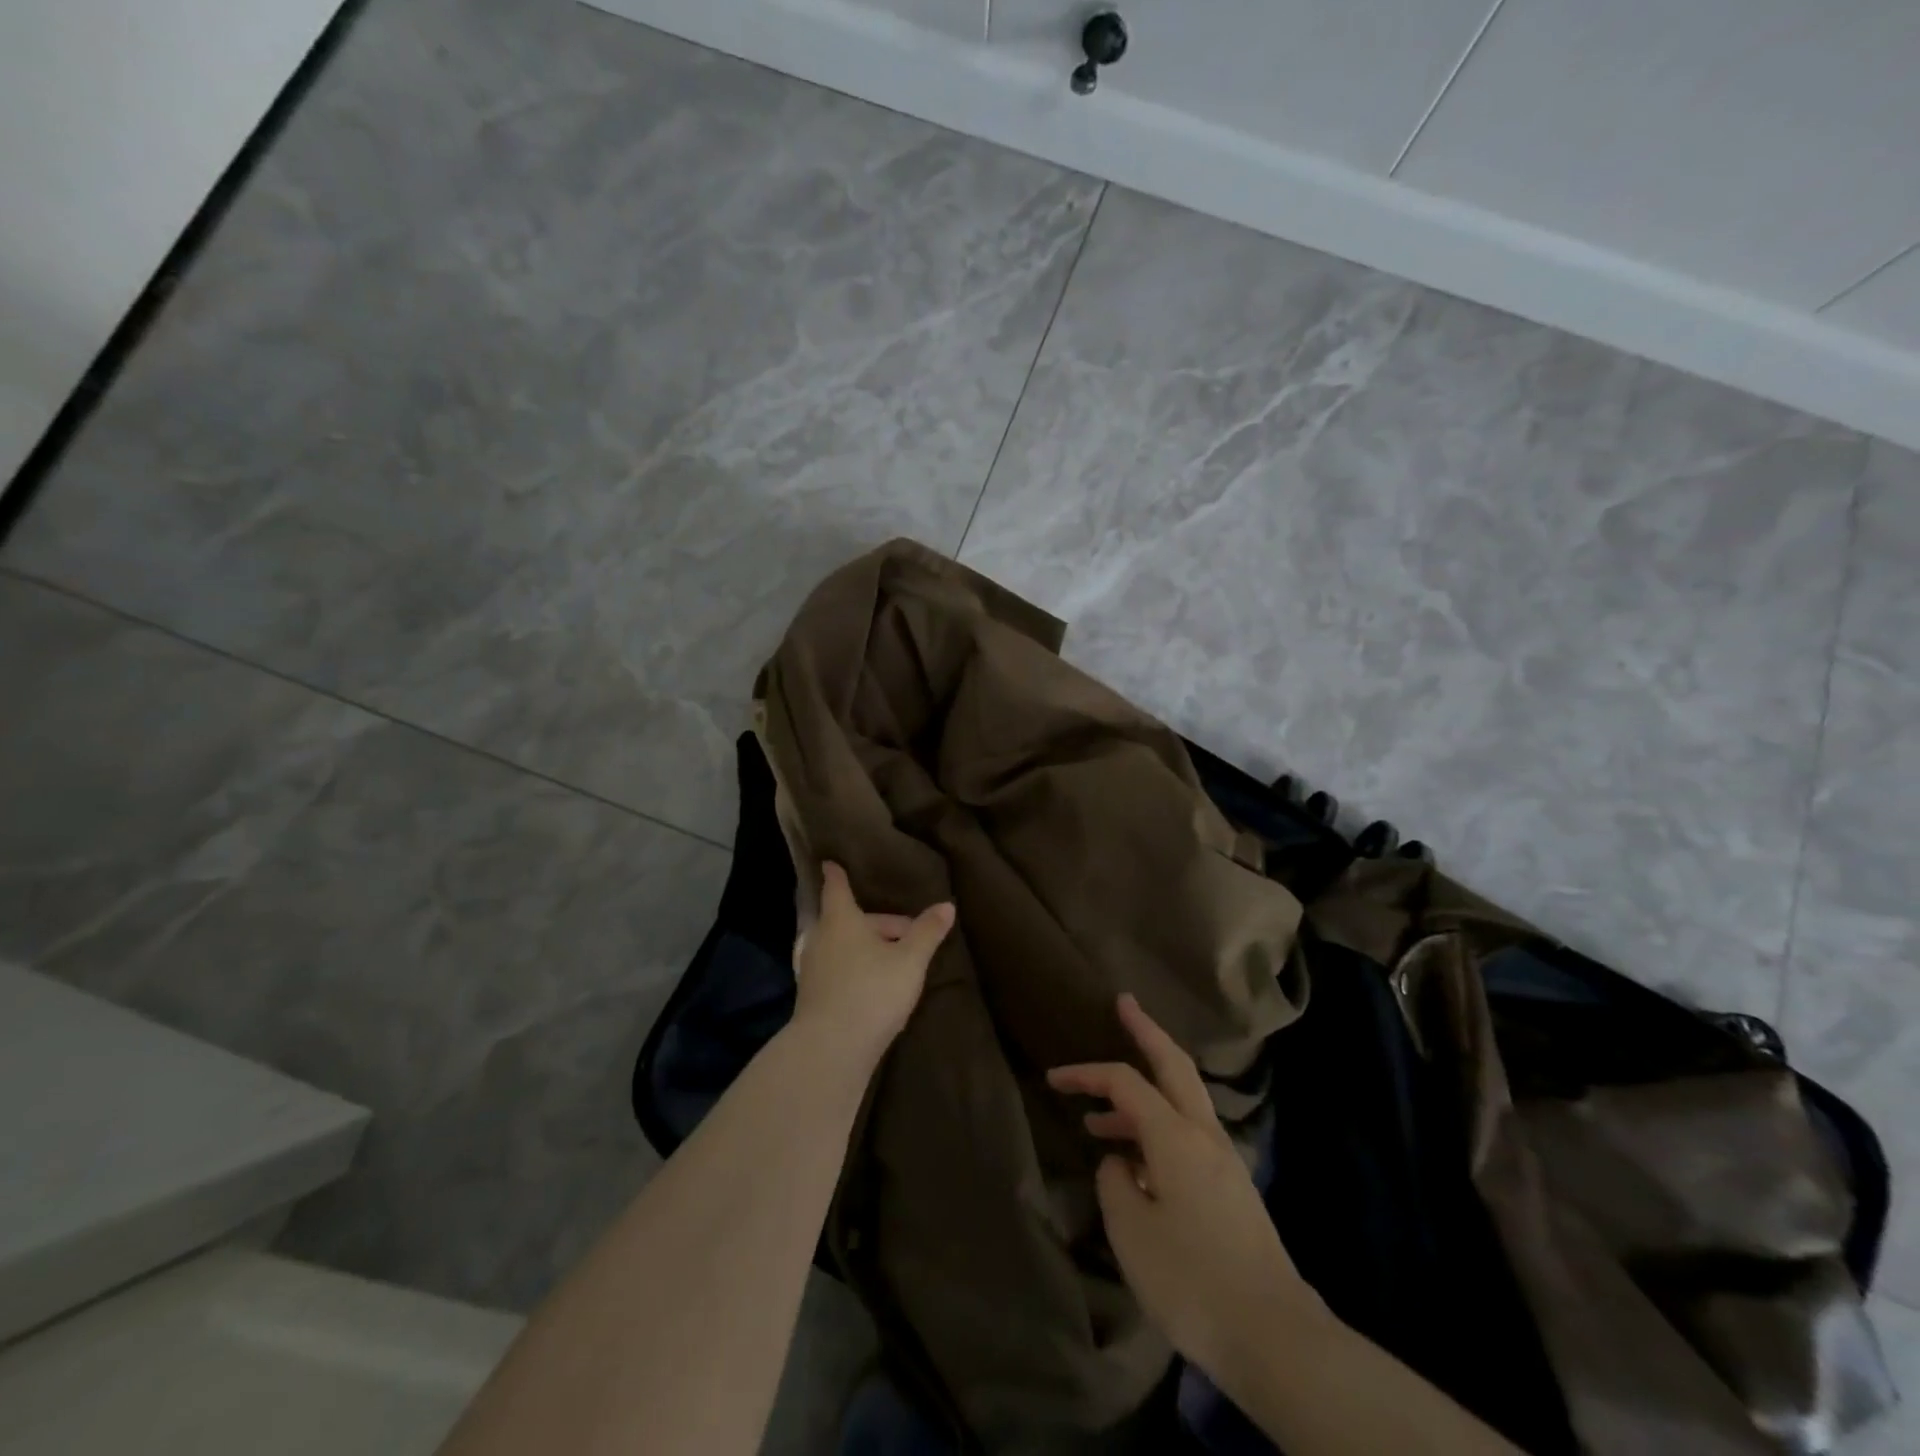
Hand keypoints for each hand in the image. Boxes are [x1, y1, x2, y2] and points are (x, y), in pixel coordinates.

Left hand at [792, 863, 953, 1066]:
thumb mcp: (910, 960)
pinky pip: (837, 969)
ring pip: (842, 946)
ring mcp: (812, 969)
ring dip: (866, 948)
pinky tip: (875, 987)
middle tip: (907, 934)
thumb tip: (947, 905)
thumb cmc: (872, 991)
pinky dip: (854, 968)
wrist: (830, 1049)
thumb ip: (927, 932)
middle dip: (875, 923)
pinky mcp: (812, 996)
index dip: (837, 874)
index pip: (837, 888)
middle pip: (848, 920)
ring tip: (894, 961)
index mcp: (841, 920)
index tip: (831, 862)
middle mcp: (821, 938)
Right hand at [1048, 995, 1320, 1380]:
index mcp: (1175, 1135)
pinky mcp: (1232, 1188)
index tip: (1053, 1079)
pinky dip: (1158, 1128)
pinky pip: (1189, 1135)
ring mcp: (1224, 1160)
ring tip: (1099, 1120)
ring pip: (1181, 1101)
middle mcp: (1203, 1134)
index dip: (1086, 1074)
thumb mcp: (1132, 1231)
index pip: (1124, 1082)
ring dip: (1143, 1093)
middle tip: (1125, 1003)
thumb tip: (1120, 1162)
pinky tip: (1137, 1166)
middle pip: (1174, 1064)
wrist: (1275, 1337)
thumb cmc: (1192, 1278)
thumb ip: (1116, 1183)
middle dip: (1146, 1030)